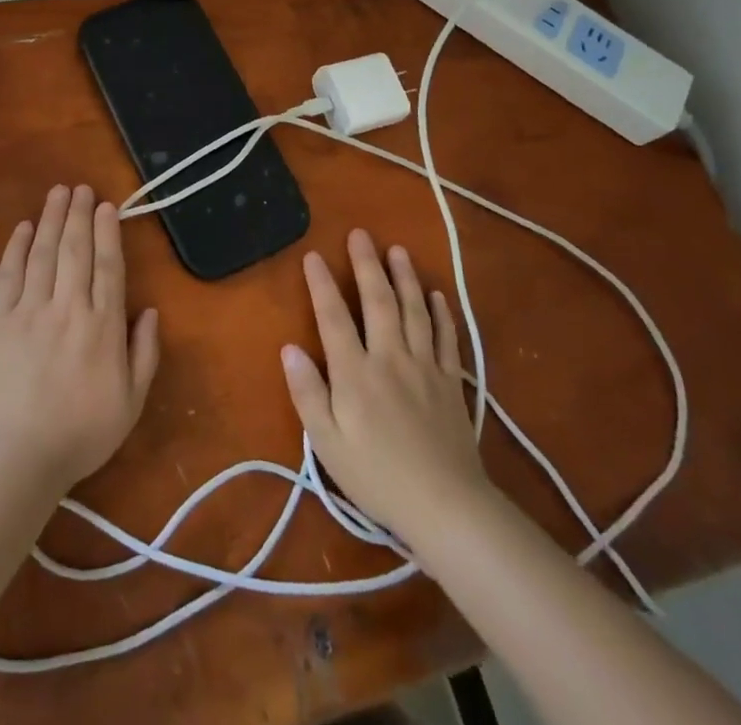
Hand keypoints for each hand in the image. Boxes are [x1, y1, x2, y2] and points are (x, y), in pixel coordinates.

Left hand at [0, 184, 160, 494]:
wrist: (16, 458)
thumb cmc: (80, 435)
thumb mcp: (131, 403)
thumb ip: (145, 354)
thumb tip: (151, 311)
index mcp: (103, 326)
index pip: (108, 266)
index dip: (108, 232)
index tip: (106, 206)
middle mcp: (68, 308)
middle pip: (75, 250)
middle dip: (79, 215)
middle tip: (81, 188)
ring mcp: (30, 311)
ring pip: (43, 254)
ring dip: (51, 219)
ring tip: (57, 193)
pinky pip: (9, 275)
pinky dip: (16, 248)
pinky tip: (23, 228)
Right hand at [281, 229, 492, 547]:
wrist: (447, 507)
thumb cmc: (377, 477)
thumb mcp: (328, 443)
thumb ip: (308, 393)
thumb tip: (289, 348)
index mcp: (356, 372)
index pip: (334, 317)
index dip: (322, 284)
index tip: (313, 255)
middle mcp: (390, 358)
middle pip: (378, 301)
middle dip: (367, 264)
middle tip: (361, 233)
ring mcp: (425, 367)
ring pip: (414, 310)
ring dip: (405, 277)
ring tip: (397, 250)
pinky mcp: (450, 382)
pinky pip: (446, 337)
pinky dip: (441, 313)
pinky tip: (437, 295)